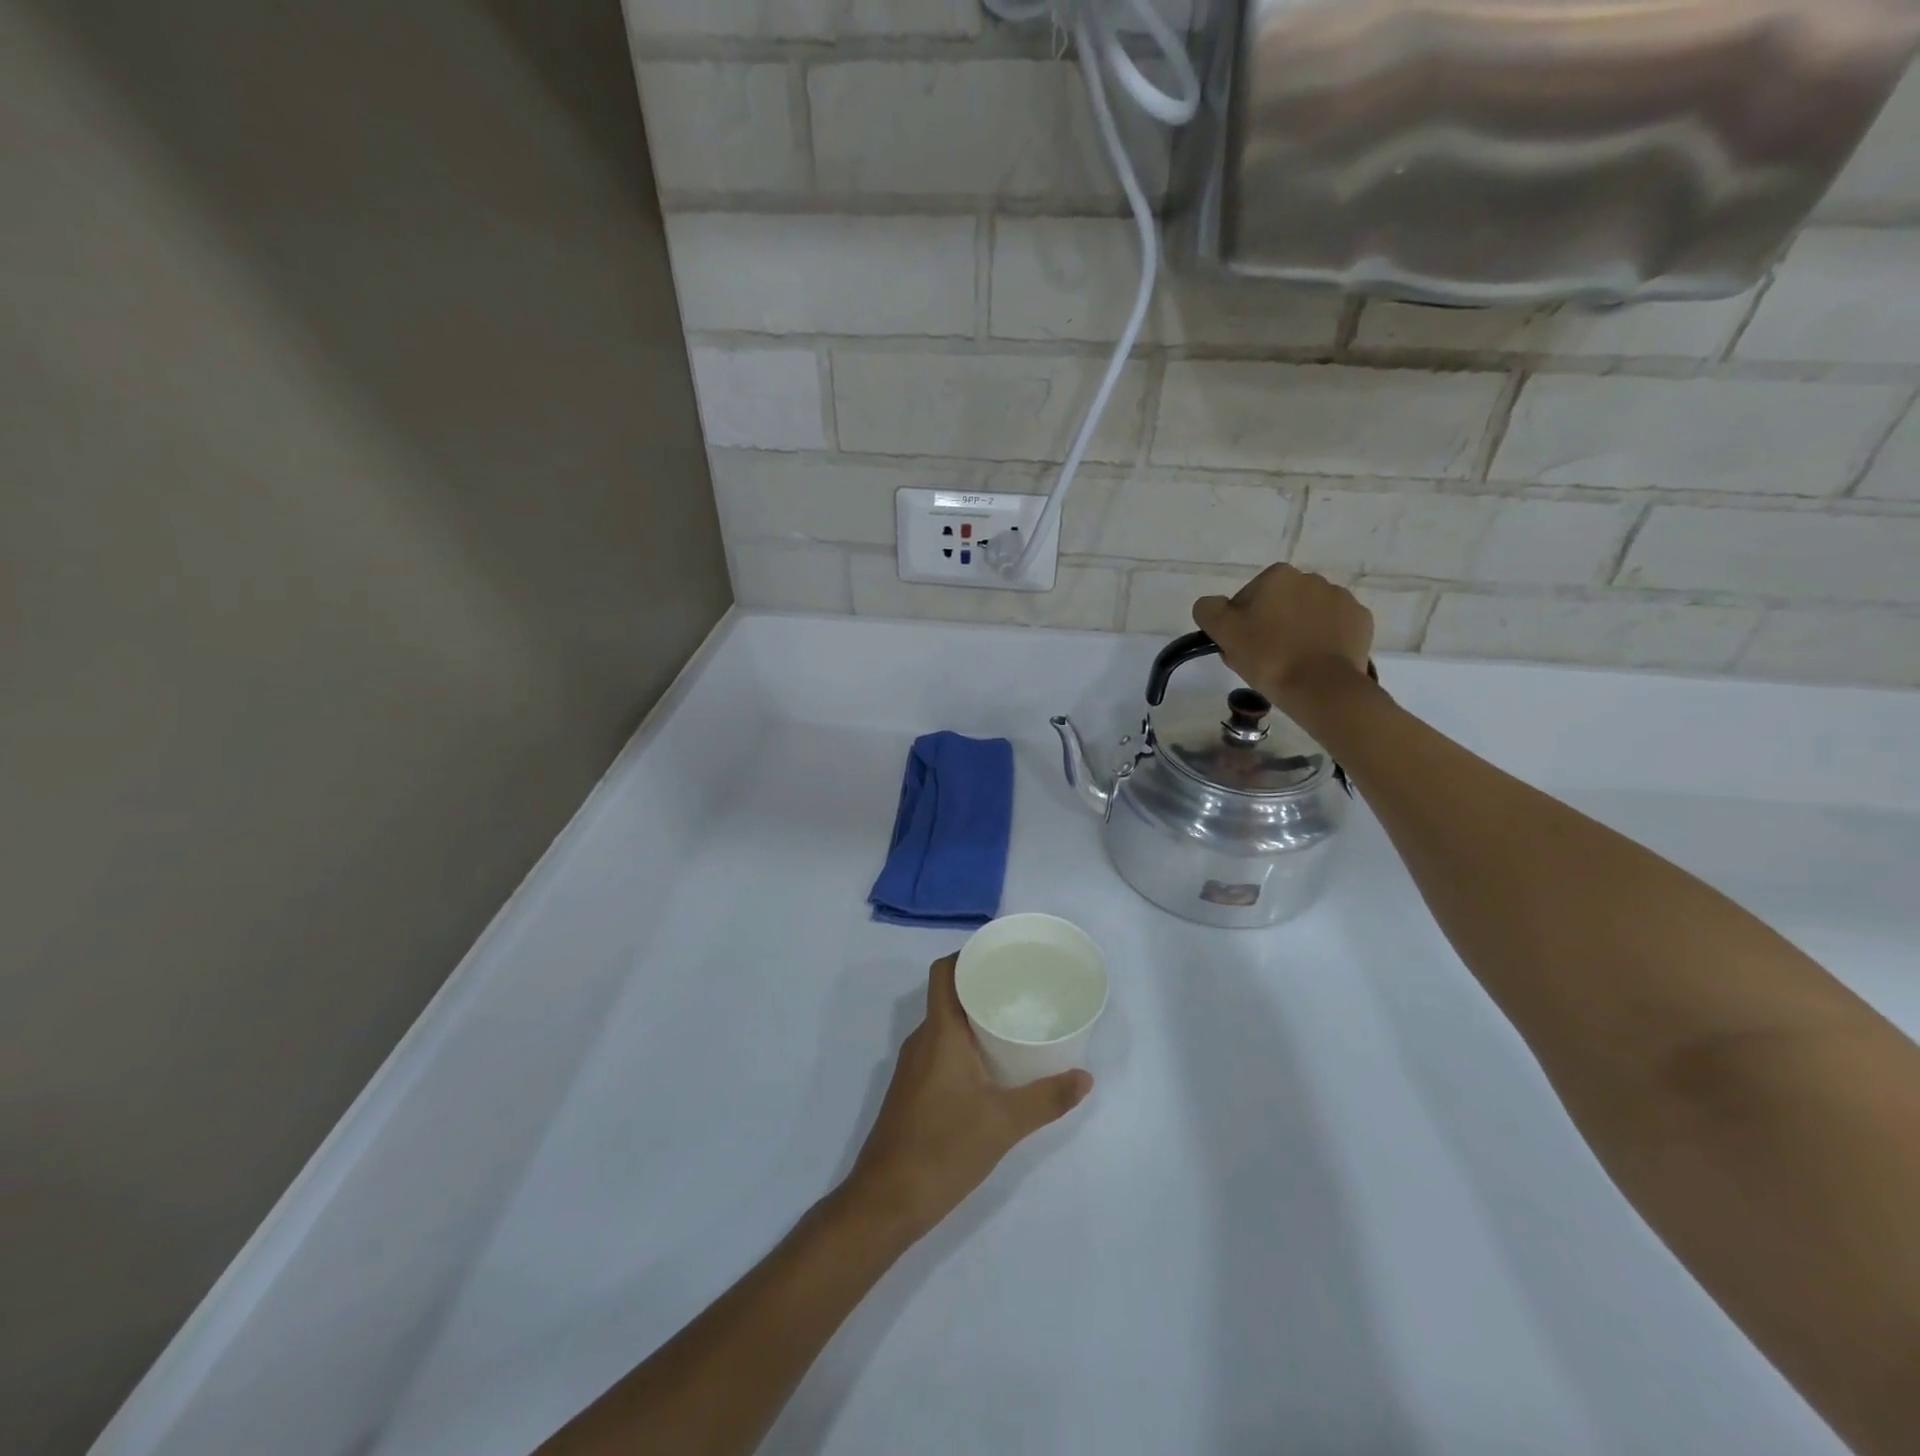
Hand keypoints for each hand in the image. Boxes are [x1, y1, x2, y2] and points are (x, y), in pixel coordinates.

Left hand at [843, 955, 1091, 1240]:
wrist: (886, 1201)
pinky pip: (941, 1048)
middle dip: (982, 985)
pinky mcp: (913, 1089)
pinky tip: (993, 1063)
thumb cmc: (943, 1149)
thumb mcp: (1003, 1124)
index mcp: (940, 1033)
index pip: (945, 972)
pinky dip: (965, 1043)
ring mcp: (914, 1066)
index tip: (1002, 953)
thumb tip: (1086, 1077)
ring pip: (945, 1024)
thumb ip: (1046, 1098)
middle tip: (1022, 986)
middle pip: (948, 994)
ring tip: (1014, 1020)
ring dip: (975, 1016)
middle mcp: (923, 1040)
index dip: (968, 954)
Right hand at [1193, 564, 1374, 710]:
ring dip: (1298, 631)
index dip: (1240, 623)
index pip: (1248, 598)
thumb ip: (1208, 609)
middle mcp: (1312, 578)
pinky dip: (1324, 640)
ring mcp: (1342, 598)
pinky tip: (1315, 661)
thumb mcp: (1223, 633)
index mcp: (1278, 576)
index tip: (1241, 646)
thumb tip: (1211, 604)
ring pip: (1307, 615)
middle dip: (1271, 624)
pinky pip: (1334, 628)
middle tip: (1263, 658)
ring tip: (1291, 662)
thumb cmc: (1268, 657)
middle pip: (1279, 604)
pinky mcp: (1361, 621)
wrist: (1322, 688)